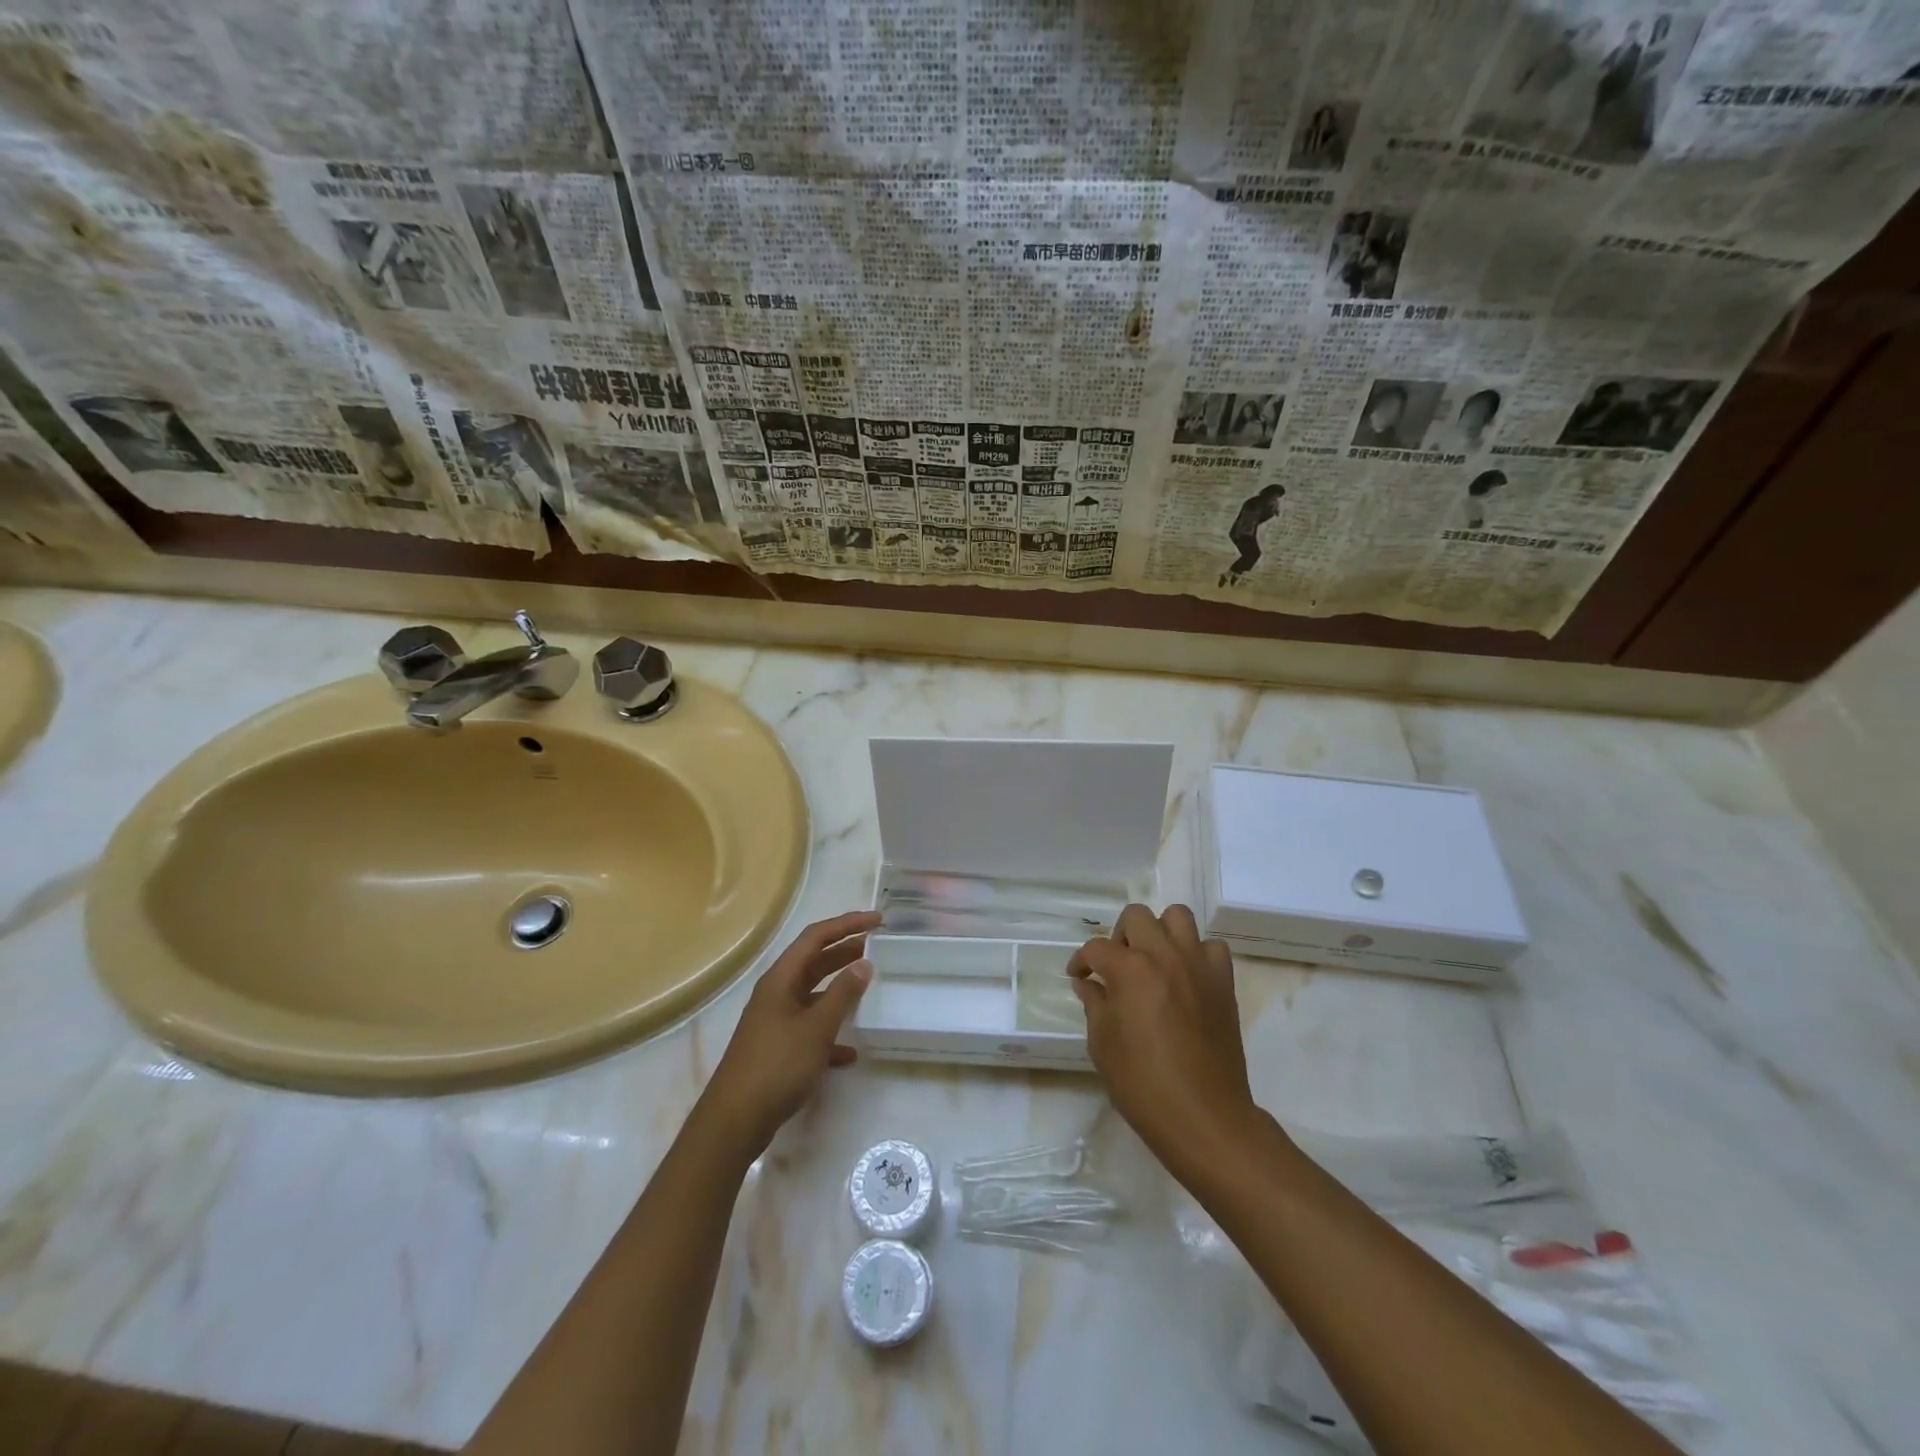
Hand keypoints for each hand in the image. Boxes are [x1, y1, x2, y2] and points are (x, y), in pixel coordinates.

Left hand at [696, 910, 879, 1158]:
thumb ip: (842, 994)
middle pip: (814, 962)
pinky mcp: (777, 1049)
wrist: (735, 1121)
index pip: (816, 937)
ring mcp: (775, 1021)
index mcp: (781, 979)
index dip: (847, 924)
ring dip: (839, 988)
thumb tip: (863, 962)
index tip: (878, 921)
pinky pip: (809, 1029)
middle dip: (844, 951)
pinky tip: (850, 1050)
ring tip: (868, 986)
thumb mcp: (816, 1027)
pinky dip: (830, 1031)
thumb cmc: (777, 1065)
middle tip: (877, 946)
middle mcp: (776, 993)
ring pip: (813, 994)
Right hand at [1068, 904, 1261, 1178]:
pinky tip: (1185, 977)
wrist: (1204, 1117)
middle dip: (1119, 936)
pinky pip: (1211, 947)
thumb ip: (1094, 1004)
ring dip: (1159, 932)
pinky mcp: (1223, 982)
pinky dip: (1196, 953)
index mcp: (1130, 969)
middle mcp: (1164, 955)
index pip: (1096, 948)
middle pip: (1136, 916)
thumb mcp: (1102, 1045)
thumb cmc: (1143, 1085)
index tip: (1078, 977)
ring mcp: (1198, 965)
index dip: (1081, 962)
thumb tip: (1088, 984)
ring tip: (1152, 961)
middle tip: (1116, 966)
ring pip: (1178, 917)